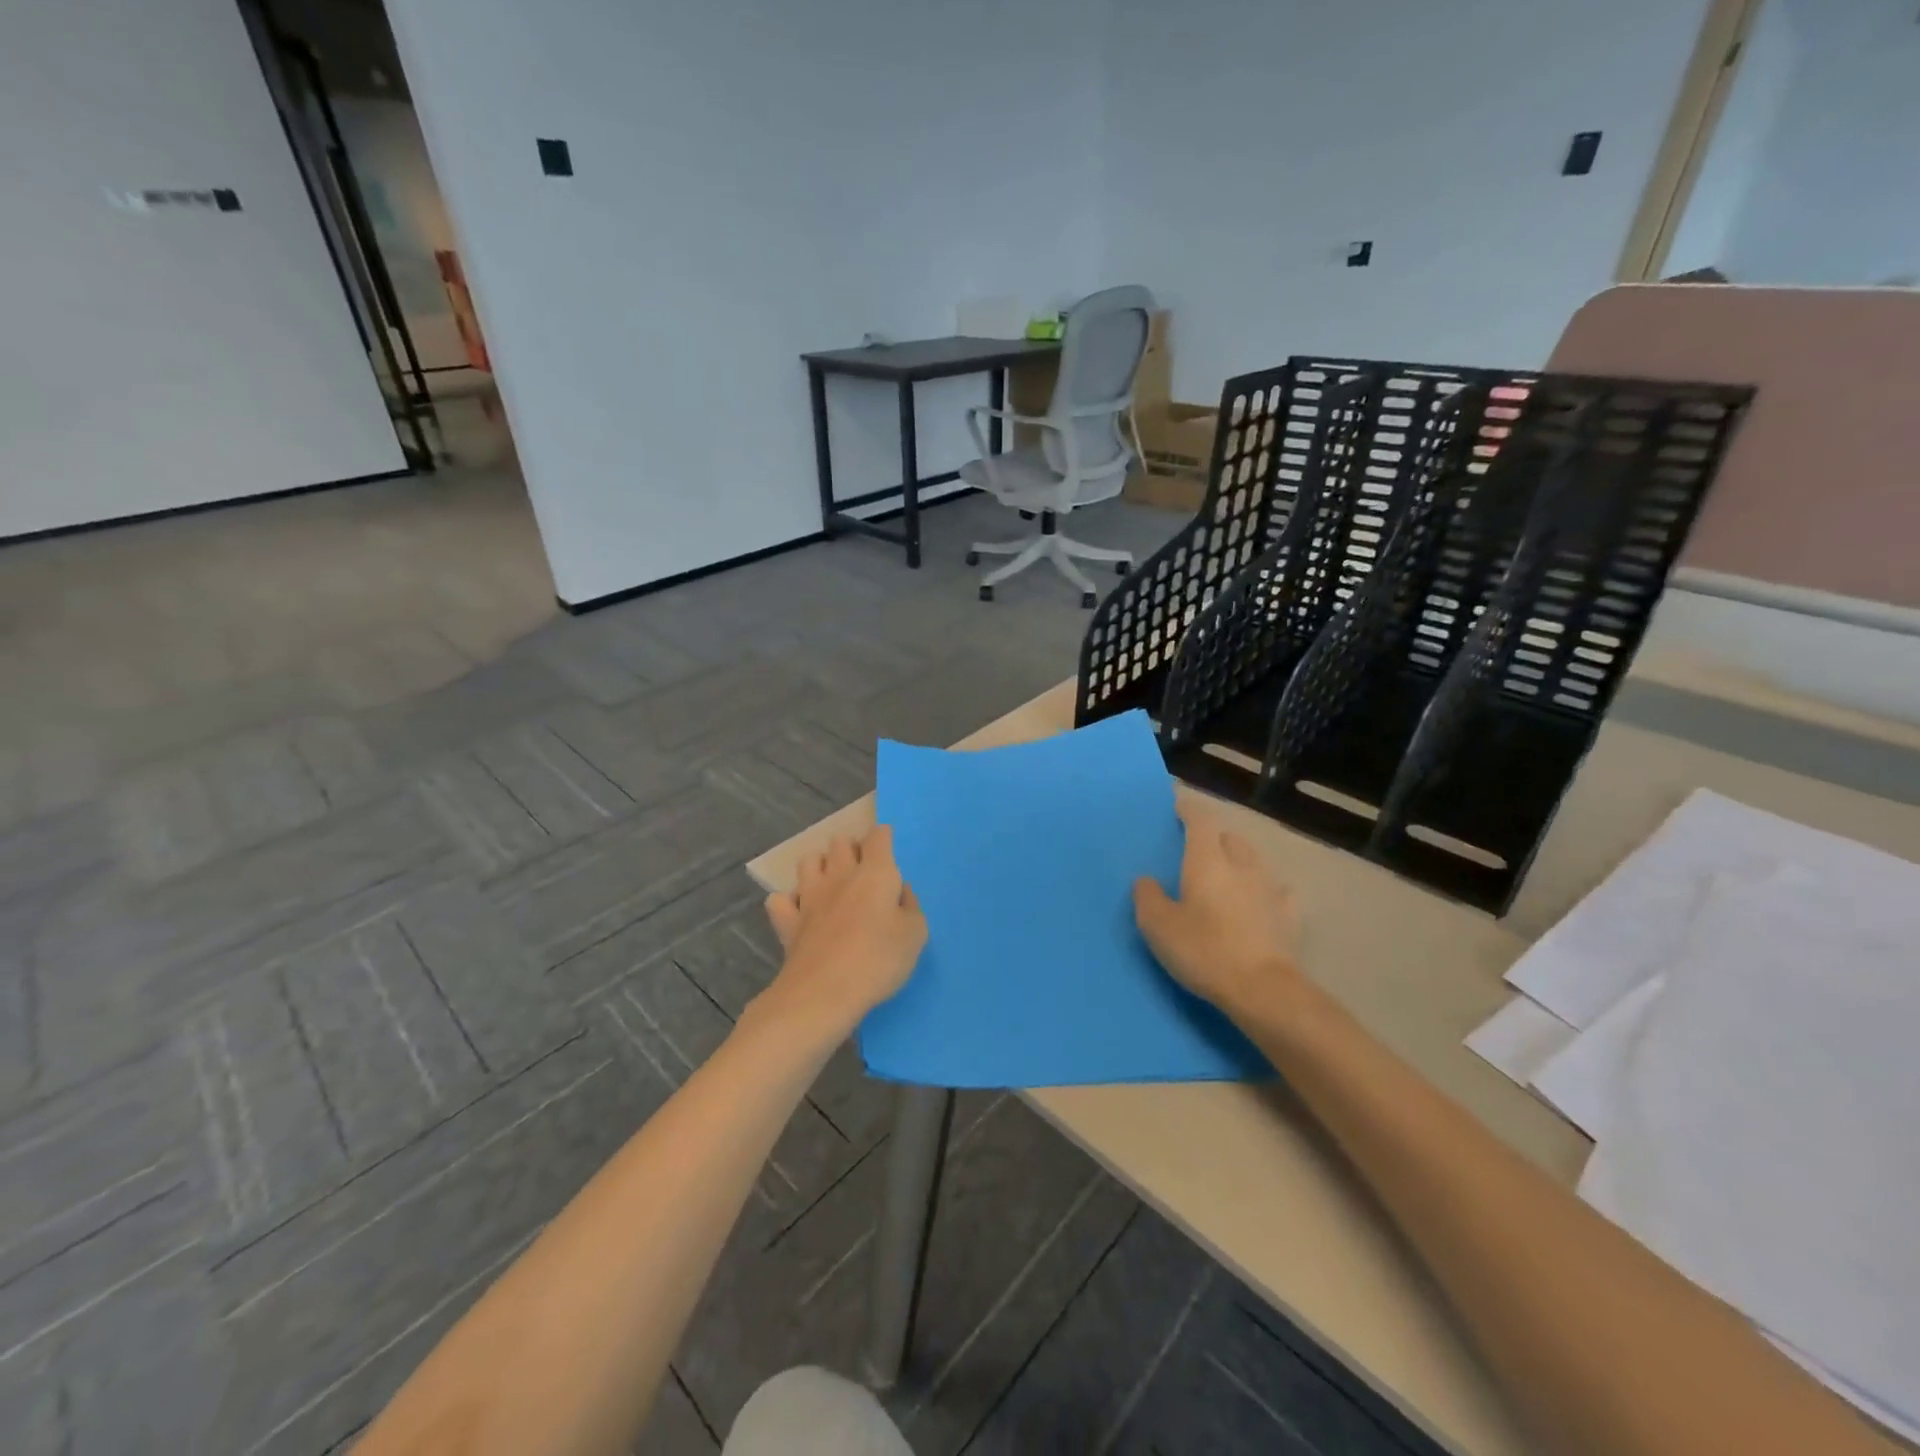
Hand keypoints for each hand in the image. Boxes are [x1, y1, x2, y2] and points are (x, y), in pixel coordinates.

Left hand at [755, 824, 926, 1041]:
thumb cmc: (879, 960)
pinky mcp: (787, 921)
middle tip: (863, 869)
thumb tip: (899, 892)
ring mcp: (808, 896)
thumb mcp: (916, 934)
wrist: (825, 992)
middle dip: (851, 848)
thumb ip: (911, 907)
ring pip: (808, 861)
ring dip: (820, 865)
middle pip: (840, 842)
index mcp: (875, 873)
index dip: (883, 837)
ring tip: (831, 882)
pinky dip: (789, 900)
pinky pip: (780, 899)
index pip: (878, 837)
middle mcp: (840, 875)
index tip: (887, 845)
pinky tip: (799, 911)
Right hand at [1133, 800, 1305, 1023]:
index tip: (1178, 807)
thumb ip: (1147, 897)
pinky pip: (1276, 891)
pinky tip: (1260, 901)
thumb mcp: (1158, 926)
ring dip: (1239, 860)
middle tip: (1197, 847)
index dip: (1189, 810)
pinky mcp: (1289, 916)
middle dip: (1214, 836)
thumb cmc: (1204, 950)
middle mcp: (1241, 865)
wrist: (1263, 990)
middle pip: (1229, 837)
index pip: (1201, 820)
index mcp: (1207, 860)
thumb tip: (1147, 881)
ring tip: (1227, 873)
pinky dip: (1264, 890)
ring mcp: (1270, 889)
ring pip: (1253, 861)